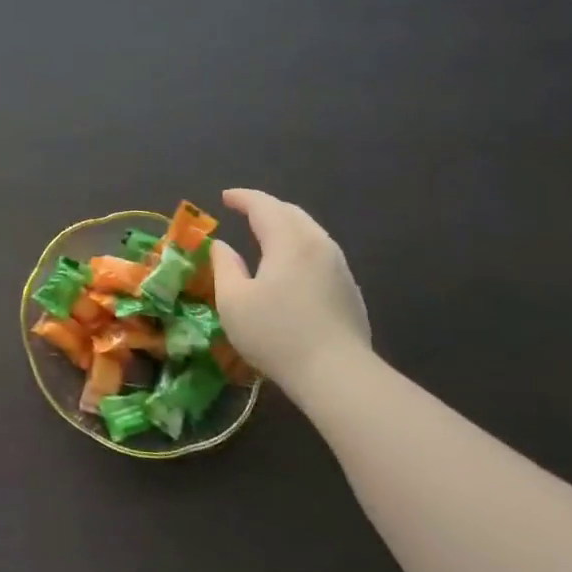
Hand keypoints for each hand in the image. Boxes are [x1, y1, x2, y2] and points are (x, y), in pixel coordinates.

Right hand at [209, 188, 370, 398]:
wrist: (337, 374)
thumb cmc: (277, 334)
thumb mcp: (234, 301)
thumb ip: (224, 266)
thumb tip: (222, 246)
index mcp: (288, 241)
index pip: (264, 206)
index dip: (243, 198)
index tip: (225, 197)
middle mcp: (318, 244)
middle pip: (291, 213)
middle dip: (266, 207)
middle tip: (244, 211)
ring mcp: (339, 266)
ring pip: (309, 232)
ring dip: (284, 226)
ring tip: (264, 234)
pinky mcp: (349, 288)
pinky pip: (319, 252)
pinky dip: (298, 246)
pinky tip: (289, 265)